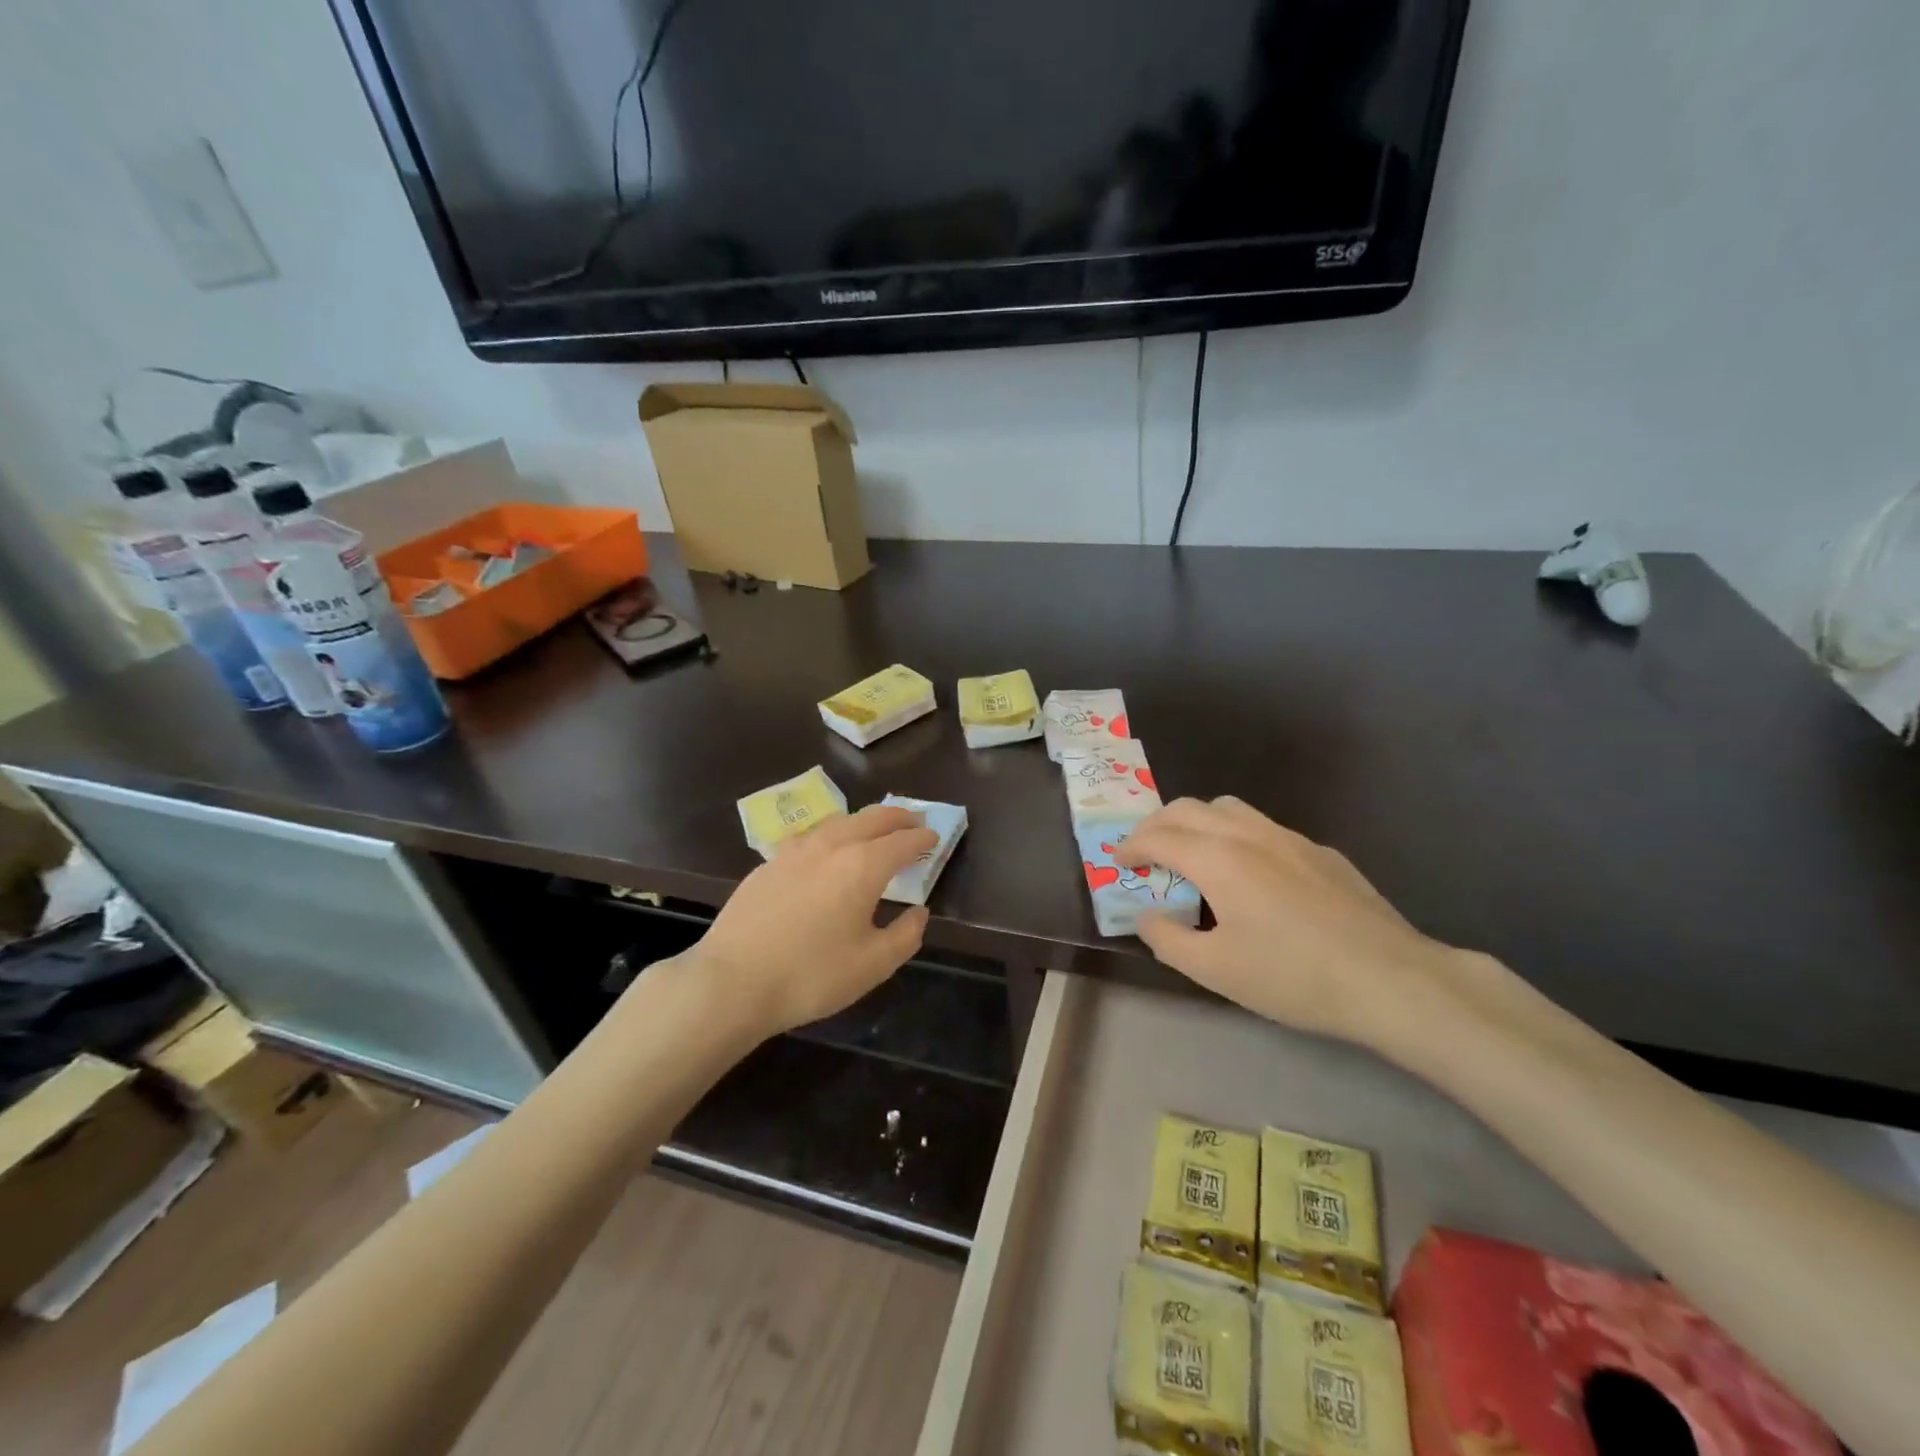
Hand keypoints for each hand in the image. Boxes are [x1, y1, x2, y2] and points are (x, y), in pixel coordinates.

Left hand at [691, 804, 938, 1036]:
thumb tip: (918, 912)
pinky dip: (832, 836)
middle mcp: (831, 846)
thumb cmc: (811, 975)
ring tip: (873, 832)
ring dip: (863, 822)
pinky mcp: (768, 863)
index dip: (922, 839)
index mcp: (863, 865)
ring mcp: (794, 851)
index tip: (934, 838)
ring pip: (838, 822)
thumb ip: (905, 935)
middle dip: (897, 817)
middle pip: (871, 818)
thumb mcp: (872, 965)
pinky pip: (810, 838)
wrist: (732, 981)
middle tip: (913, 822)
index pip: (902, 841)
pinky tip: (827, 853)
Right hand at [1115, 797, 1461, 1049]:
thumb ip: (1168, 939)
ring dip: (1197, 822)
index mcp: (1217, 858)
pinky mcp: (1320, 852)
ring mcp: (1289, 838)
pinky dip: (1236, 836)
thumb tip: (1146, 916)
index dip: (1131, 846)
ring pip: (1228, 808)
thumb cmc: (1292, 976)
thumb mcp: (1215, 970)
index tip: (1118, 861)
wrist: (1390, 979)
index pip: (1158, 837)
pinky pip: (1263, 828)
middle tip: (1146, 853)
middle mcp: (1248, 834)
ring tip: (1192, 854)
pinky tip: (1251, 875)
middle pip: (1188, 808)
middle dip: (1157, 825)